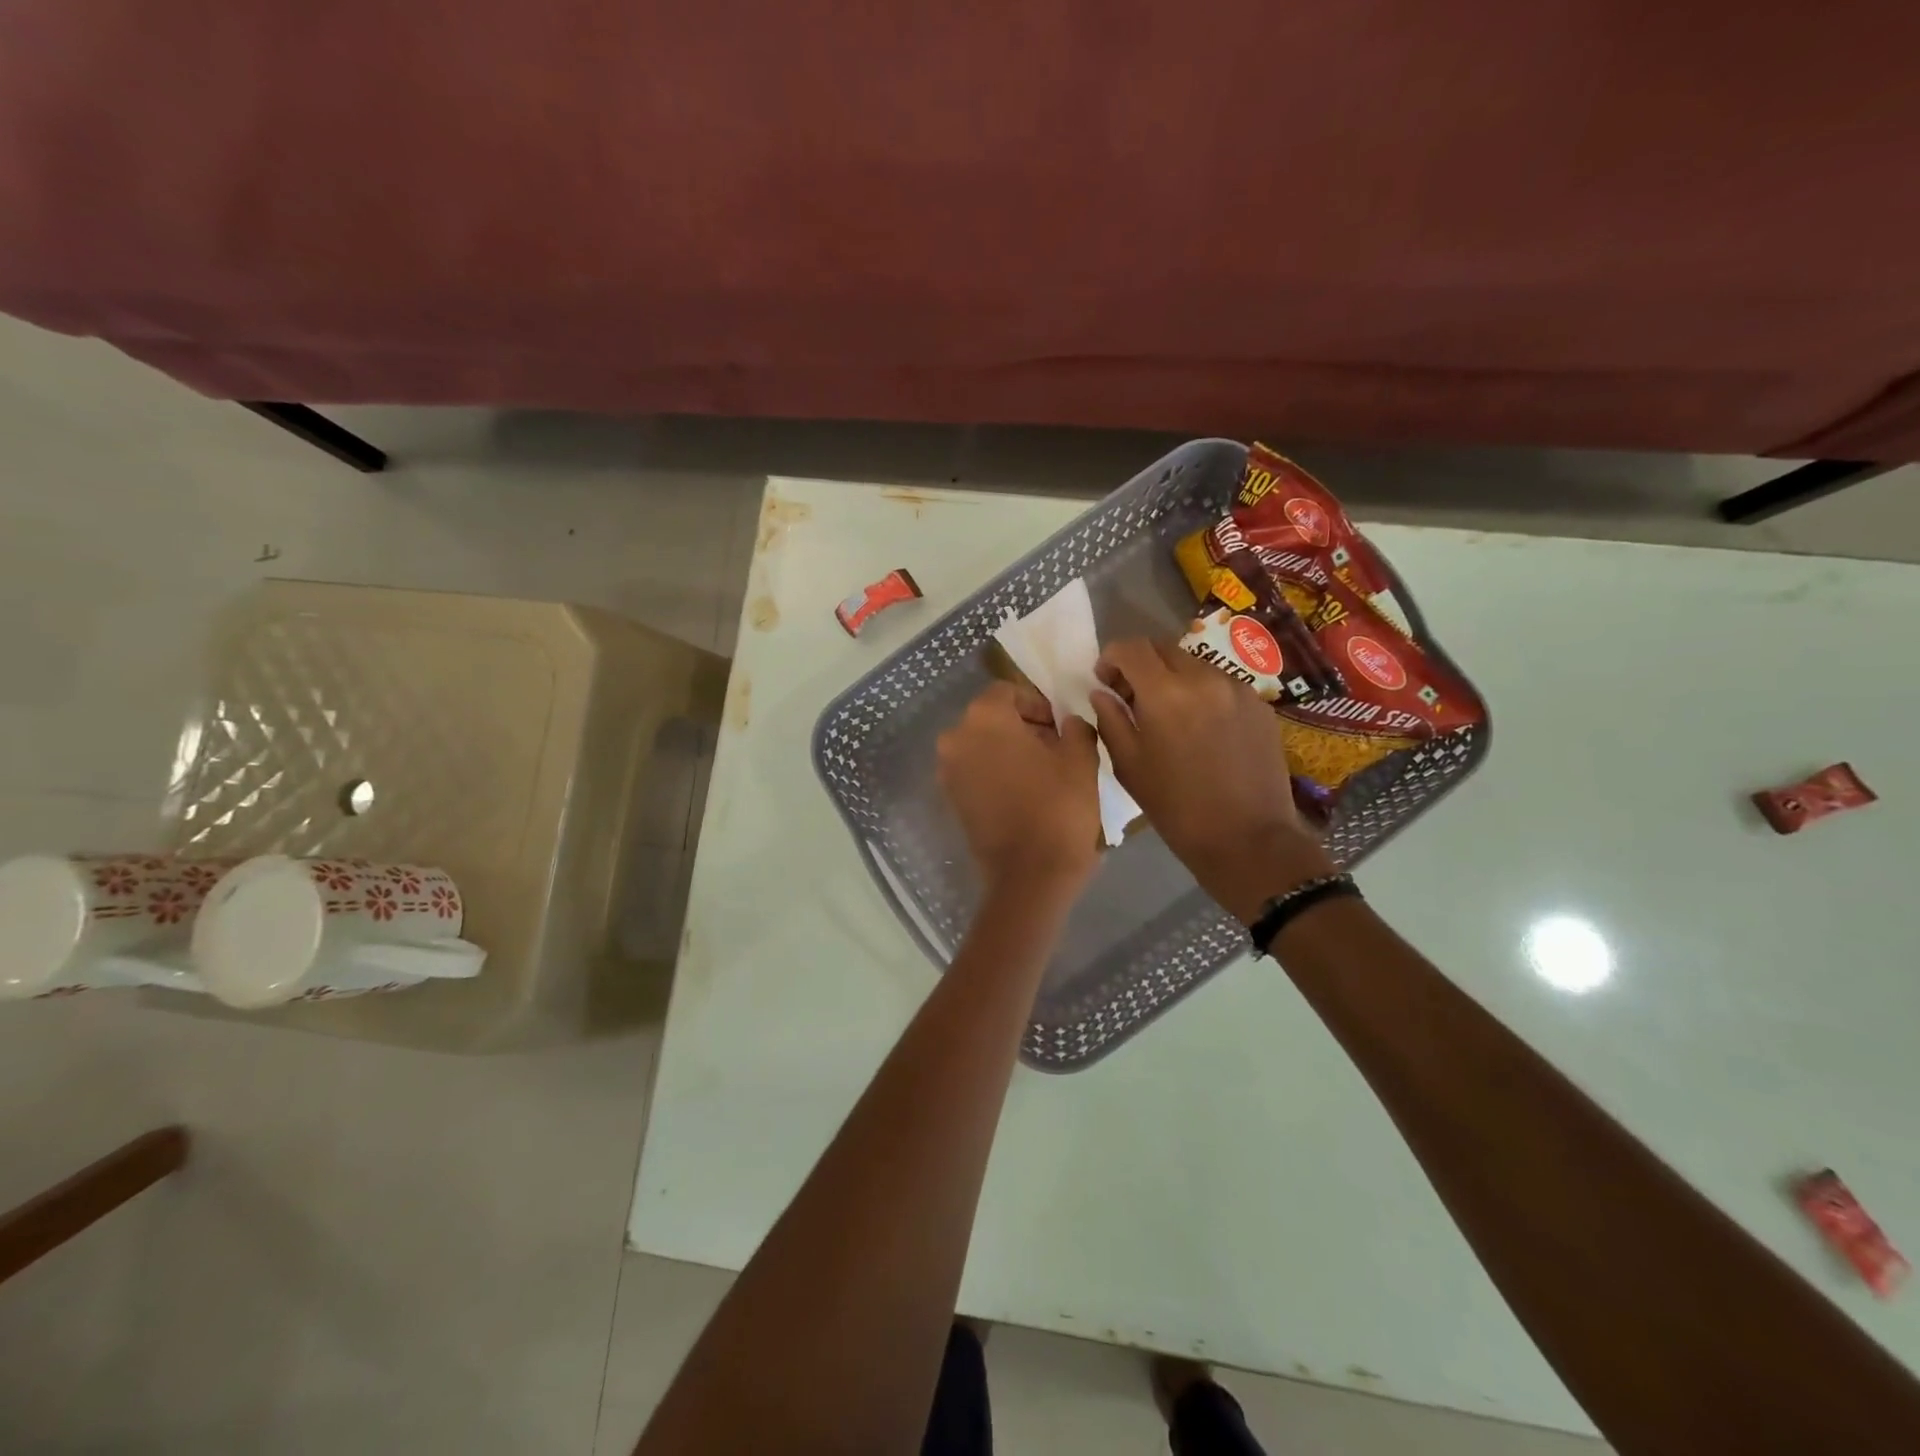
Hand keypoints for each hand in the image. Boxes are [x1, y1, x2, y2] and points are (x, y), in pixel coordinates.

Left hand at [937, 681, 1101, 896]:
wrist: (1029, 875)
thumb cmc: (1058, 808)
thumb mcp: (1080, 759)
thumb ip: (1075, 728)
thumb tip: (1068, 723)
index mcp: (985, 718)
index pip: (1008, 692)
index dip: (1037, 705)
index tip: (1060, 726)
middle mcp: (956, 738)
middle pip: (991, 718)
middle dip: (1023, 727)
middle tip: (1055, 748)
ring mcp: (948, 771)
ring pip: (982, 745)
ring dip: (1008, 750)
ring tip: (1042, 773)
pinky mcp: (951, 799)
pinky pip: (975, 771)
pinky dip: (995, 773)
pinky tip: (1024, 792)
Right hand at [1091, 639, 1333, 921]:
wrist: (1247, 839)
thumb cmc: (1176, 807)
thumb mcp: (1129, 766)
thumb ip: (1111, 720)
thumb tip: (1102, 693)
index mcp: (1165, 693)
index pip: (1131, 648)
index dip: (1111, 657)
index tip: (1104, 680)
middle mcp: (1203, 678)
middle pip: (1163, 648)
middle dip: (1141, 664)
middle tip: (1131, 695)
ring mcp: (1237, 688)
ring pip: (1194, 663)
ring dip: (1172, 677)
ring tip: (1168, 713)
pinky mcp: (1259, 705)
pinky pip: (1221, 684)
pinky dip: (1201, 693)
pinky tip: (1200, 728)